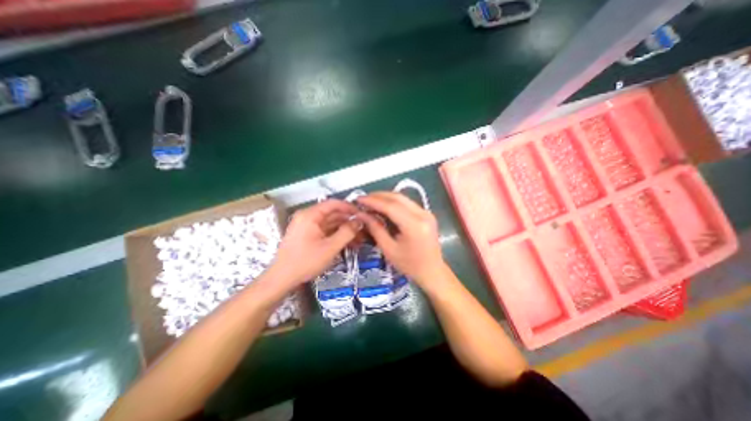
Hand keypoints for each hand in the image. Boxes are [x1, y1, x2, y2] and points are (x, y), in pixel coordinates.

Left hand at [269, 199, 363, 285]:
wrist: (282, 278)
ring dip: (344, 229)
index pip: (334, 204)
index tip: (362, 214)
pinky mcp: (308, 234)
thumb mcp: (330, 247)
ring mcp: (307, 226)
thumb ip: (347, 232)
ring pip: (330, 223)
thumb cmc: (306, 261)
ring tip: (359, 238)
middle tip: (363, 229)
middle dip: (349, 221)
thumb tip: (359, 221)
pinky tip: (348, 242)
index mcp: (310, 215)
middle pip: (333, 214)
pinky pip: (325, 230)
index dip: (349, 208)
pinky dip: (336, 235)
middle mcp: (308, 216)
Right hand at [355, 192, 444, 287]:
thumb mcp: (388, 249)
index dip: (373, 201)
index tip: (359, 199)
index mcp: (414, 226)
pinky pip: (407, 203)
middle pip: (398, 198)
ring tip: (371, 201)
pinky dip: (394, 202)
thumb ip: (375, 228)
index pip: (391, 206)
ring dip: (386, 197)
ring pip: (403, 198)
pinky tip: (384, 206)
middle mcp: (423, 215)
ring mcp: (427, 213)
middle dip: (378, 196)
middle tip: (363, 199)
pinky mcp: (427, 214)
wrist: (432, 271)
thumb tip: (361, 214)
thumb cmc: (409, 265)